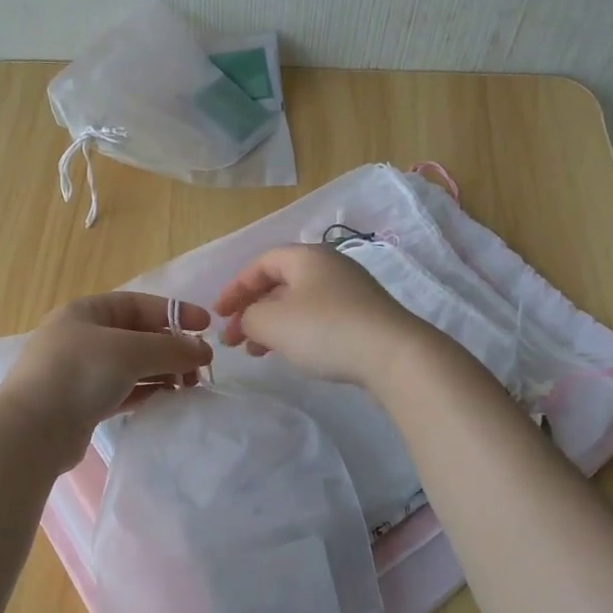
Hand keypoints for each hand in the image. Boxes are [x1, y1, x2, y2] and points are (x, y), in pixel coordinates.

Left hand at [0, 292, 213, 463]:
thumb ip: (171, 347)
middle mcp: (81, 337)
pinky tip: (167, 400)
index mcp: (86, 312)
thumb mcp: (130, 351)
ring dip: (162, 372)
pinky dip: (146, 392)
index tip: (207, 326)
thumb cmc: (80, 373)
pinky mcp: (83, 403)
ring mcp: (80, 371)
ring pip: (132, 366)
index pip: (139, 304)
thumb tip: (204, 350)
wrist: (33, 430)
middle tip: (200, 367)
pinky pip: (123, 391)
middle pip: (137, 336)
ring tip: (190, 386)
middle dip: (172, 348)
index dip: (174, 312)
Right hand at [214, 243, 432, 389]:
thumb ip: (248, 316)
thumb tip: (250, 320)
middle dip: (251, 310)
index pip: (261, 263)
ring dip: (271, 325)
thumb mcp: (271, 322)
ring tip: (255, 352)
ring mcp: (350, 291)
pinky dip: (295, 332)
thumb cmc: (325, 330)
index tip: (218, 314)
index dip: (234, 288)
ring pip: (298, 303)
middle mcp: (330, 266)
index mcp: (307, 256)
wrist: (394, 355)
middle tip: (233, 338)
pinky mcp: (363, 317)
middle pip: (279, 283)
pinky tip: (289, 353)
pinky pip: (318, 318)